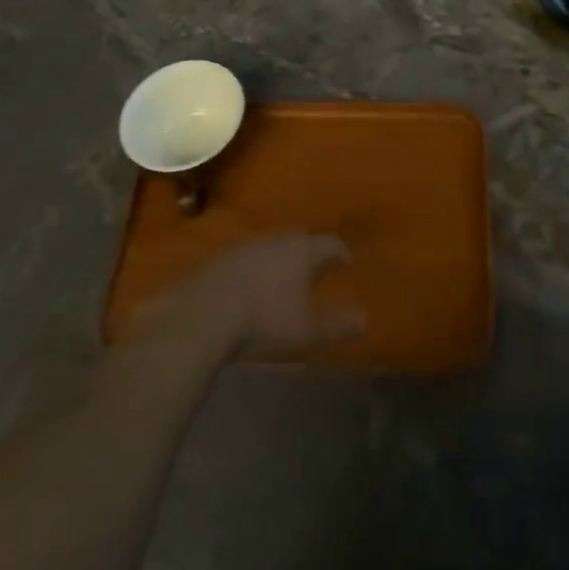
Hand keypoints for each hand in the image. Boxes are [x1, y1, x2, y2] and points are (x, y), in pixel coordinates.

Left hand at [136, 234, 365, 359]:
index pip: (330, 243)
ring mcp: (246, 245)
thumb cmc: (265, 319)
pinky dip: (256, 268)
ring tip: (284, 278)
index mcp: (302, 251)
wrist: (204, 313)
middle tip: (317, 268)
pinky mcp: (220, 258)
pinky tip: (251, 286)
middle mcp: (276, 239)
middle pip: (300, 240)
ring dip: (281, 259)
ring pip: (272, 247)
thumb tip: (365, 319)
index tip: (347, 262)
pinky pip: (248, 258)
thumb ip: (338, 324)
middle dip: (310, 253)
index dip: (341, 253)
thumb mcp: (307, 330)